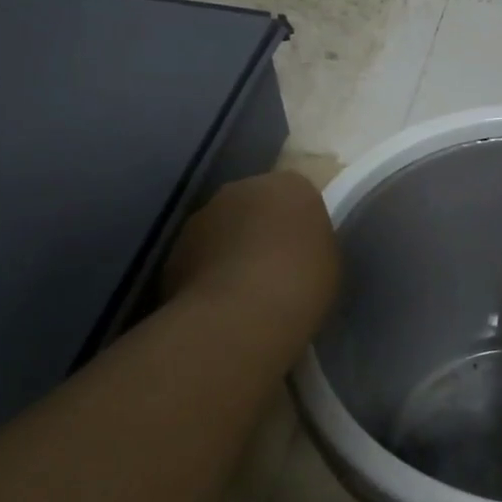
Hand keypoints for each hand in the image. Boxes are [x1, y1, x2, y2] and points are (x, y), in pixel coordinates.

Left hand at [159, 171, 339, 335]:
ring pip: (223, 227)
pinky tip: (221, 301)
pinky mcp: (174, 248)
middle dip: (261, 227)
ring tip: (244, 288)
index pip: (296, 194)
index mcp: (289, 185)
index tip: (303, 248)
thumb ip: (310, 242)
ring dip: (231, 247)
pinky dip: (208, 270)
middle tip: (274, 264)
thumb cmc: (300, 283)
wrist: (240, 316)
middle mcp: (242, 188)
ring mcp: (203, 216)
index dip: (299, 221)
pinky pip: (200, 255)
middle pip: (255, 203)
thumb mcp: (327, 260)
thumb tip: (295, 247)